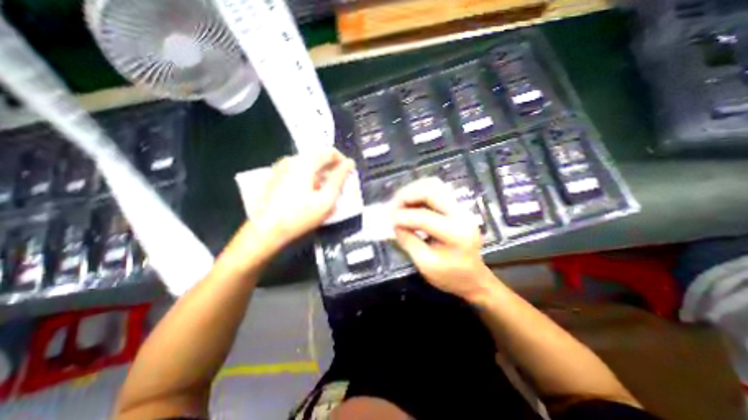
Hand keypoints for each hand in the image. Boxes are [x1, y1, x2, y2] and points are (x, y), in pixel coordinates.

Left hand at [248, 149, 354, 249]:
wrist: (265, 230)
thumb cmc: (299, 216)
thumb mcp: (325, 199)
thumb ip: (339, 179)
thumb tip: (349, 164)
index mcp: (305, 162)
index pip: (330, 151)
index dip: (343, 161)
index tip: (348, 174)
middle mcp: (292, 159)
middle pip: (319, 157)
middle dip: (332, 169)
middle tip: (338, 186)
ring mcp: (282, 166)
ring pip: (309, 164)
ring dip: (321, 174)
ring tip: (325, 191)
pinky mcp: (277, 175)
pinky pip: (299, 170)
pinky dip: (310, 177)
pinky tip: (310, 193)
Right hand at [388, 179, 494, 299]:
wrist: (474, 278)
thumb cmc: (450, 277)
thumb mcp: (425, 264)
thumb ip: (408, 241)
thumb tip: (394, 223)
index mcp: (456, 234)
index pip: (424, 217)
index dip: (402, 217)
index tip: (389, 221)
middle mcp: (461, 215)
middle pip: (431, 191)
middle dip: (407, 195)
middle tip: (392, 206)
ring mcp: (461, 208)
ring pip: (434, 186)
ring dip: (413, 190)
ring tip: (399, 202)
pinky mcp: (457, 207)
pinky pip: (437, 190)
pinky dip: (420, 192)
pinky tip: (410, 202)